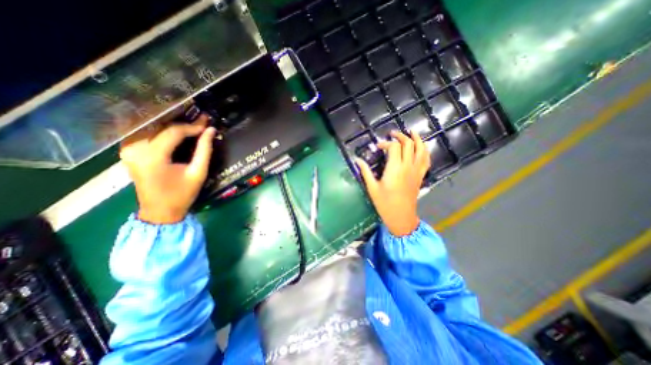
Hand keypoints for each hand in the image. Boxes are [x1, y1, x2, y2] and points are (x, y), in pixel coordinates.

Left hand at [119, 113, 215, 222]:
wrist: (160, 211)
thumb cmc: (182, 194)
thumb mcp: (198, 172)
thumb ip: (204, 150)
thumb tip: (211, 131)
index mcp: (152, 156)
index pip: (172, 132)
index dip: (192, 126)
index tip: (207, 123)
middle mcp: (135, 149)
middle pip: (160, 126)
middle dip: (183, 122)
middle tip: (201, 119)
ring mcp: (128, 150)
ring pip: (152, 128)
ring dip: (172, 125)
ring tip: (191, 124)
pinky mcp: (129, 152)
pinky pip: (146, 134)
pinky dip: (162, 130)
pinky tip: (176, 131)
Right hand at [359, 131, 430, 235]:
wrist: (401, 216)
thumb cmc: (384, 203)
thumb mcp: (372, 188)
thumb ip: (365, 172)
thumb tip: (357, 160)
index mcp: (395, 169)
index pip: (394, 147)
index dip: (385, 143)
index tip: (378, 147)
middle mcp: (408, 167)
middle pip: (408, 144)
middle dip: (400, 136)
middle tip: (392, 134)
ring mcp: (416, 171)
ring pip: (421, 149)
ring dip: (416, 139)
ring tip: (411, 132)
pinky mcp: (420, 176)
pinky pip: (426, 160)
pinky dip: (425, 150)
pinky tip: (422, 147)